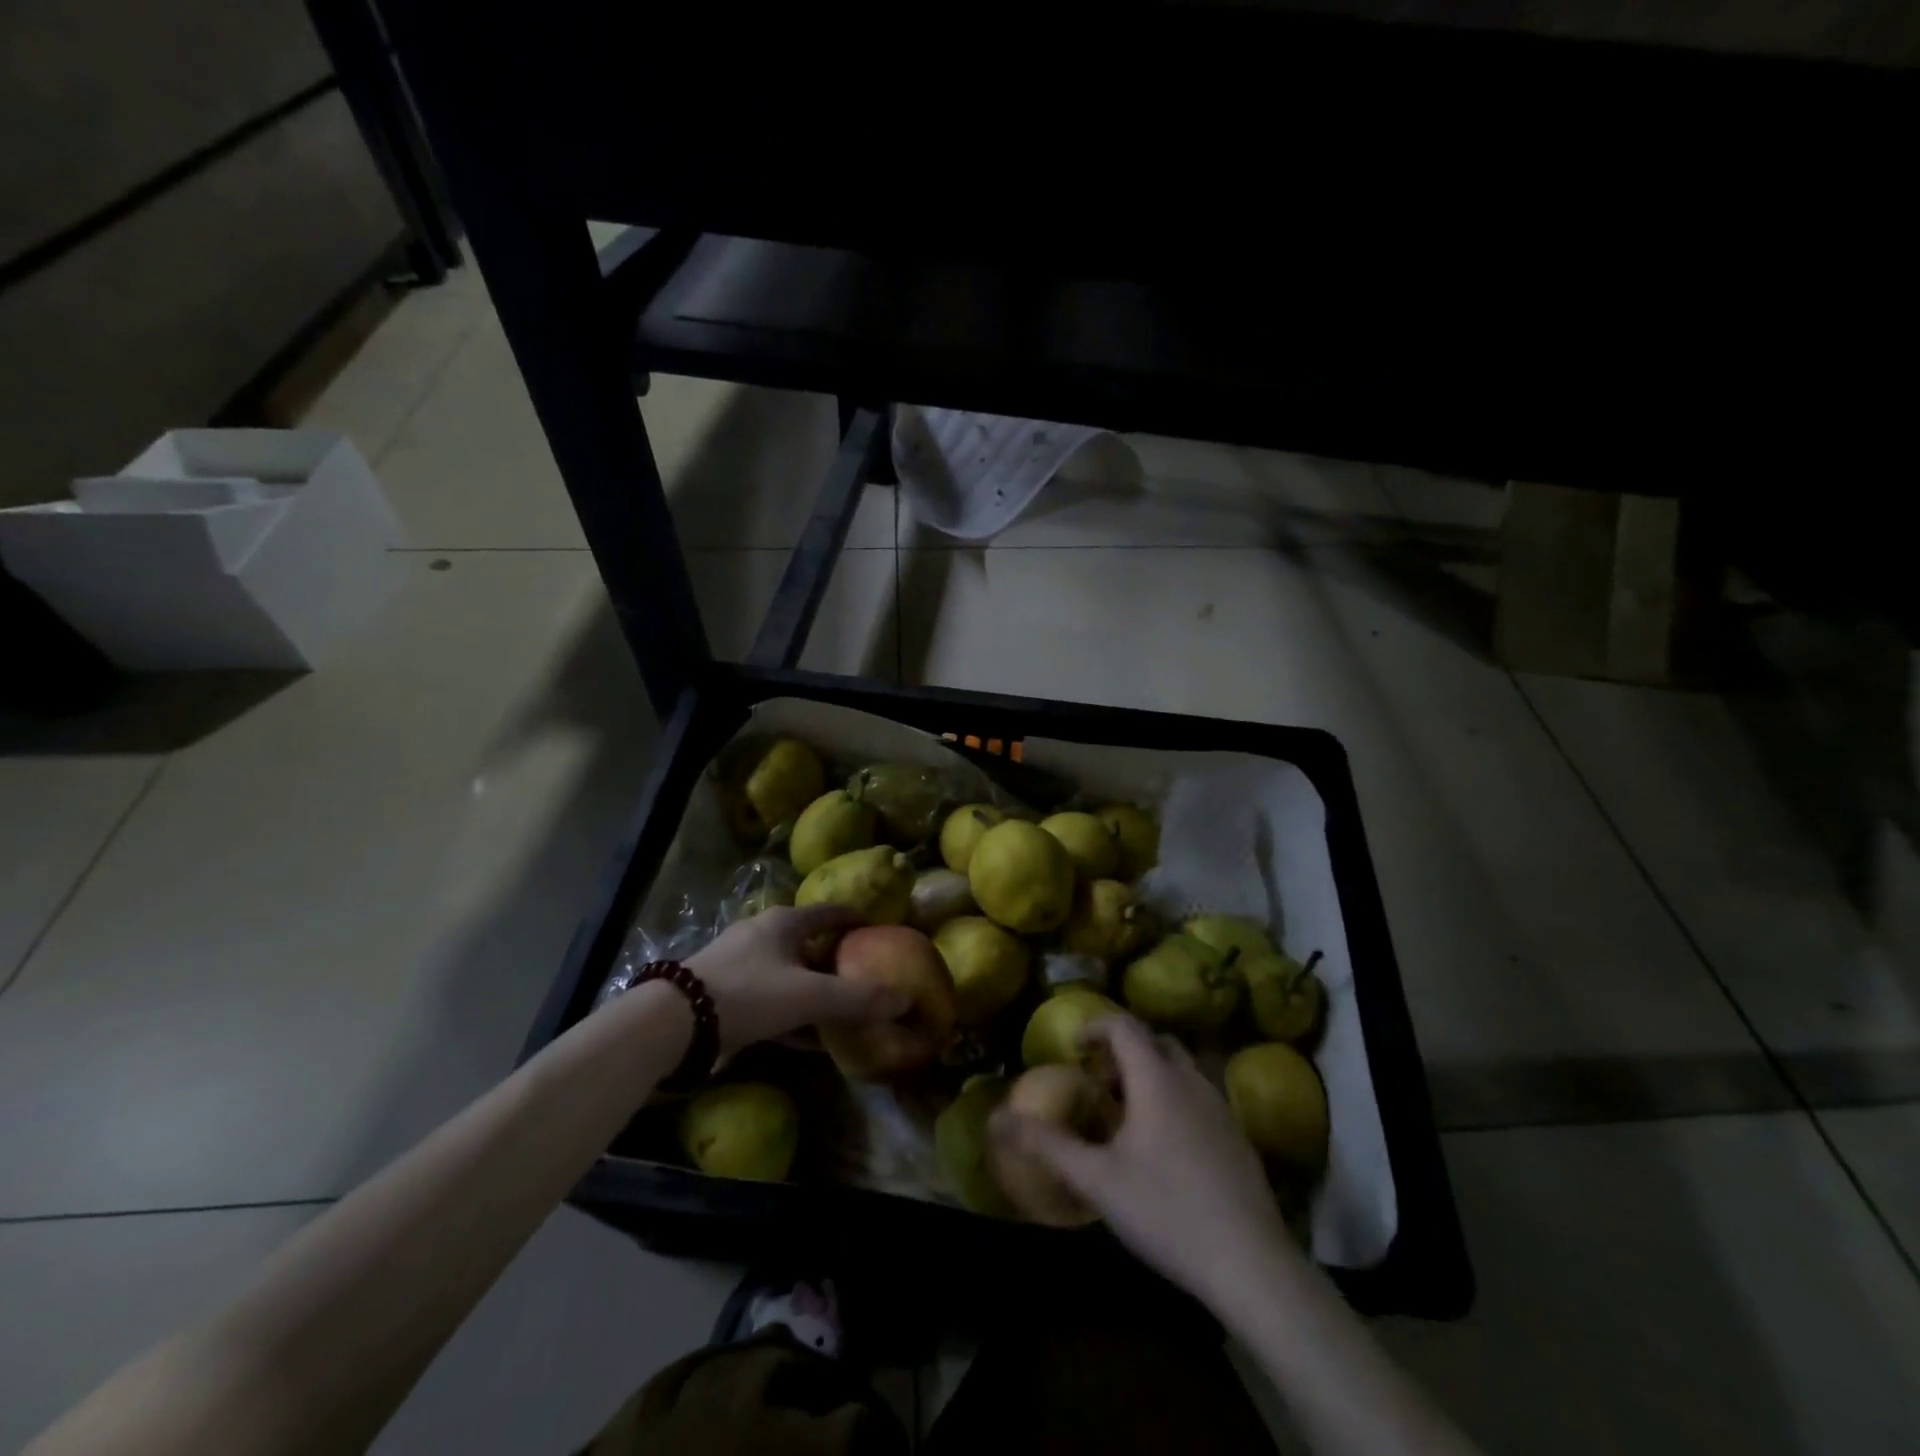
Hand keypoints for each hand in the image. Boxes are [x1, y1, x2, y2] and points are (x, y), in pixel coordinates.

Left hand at [686, 905, 909, 1054]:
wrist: (674, 1022)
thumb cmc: (749, 993)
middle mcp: (761, 934)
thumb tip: (905, 999)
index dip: (856, 920)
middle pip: (809, 943)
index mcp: (784, 922)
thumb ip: (856, 999)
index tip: (879, 930)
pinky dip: (792, 1015)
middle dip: (836, 960)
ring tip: (841, 1012)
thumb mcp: (809, 996)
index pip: (830, 912)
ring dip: (814, 991)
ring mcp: (739, 964)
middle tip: (864, 977)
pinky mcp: (724, 994)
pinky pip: (770, 1001)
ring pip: (789, 974)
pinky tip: (808, 1041)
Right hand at [990, 1015, 1292, 1308]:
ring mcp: (1221, 1108)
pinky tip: (1165, 1147)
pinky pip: (1200, 1096)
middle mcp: (1191, 1081)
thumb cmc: (1166, 1211)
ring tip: (1129, 1111)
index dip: (1095, 1026)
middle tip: (1099, 1079)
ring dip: (1152, 1073)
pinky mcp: (1238, 1138)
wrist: (1251, 1264)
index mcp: (1156, 1078)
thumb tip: (997, 1118)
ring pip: (1182, 1068)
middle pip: (1156, 1041)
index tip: (1074, 1047)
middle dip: (1124, 1050)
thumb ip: (1046, 1144)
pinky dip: (1175, 1098)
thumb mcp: (1096, 1179)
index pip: (1124, 1026)